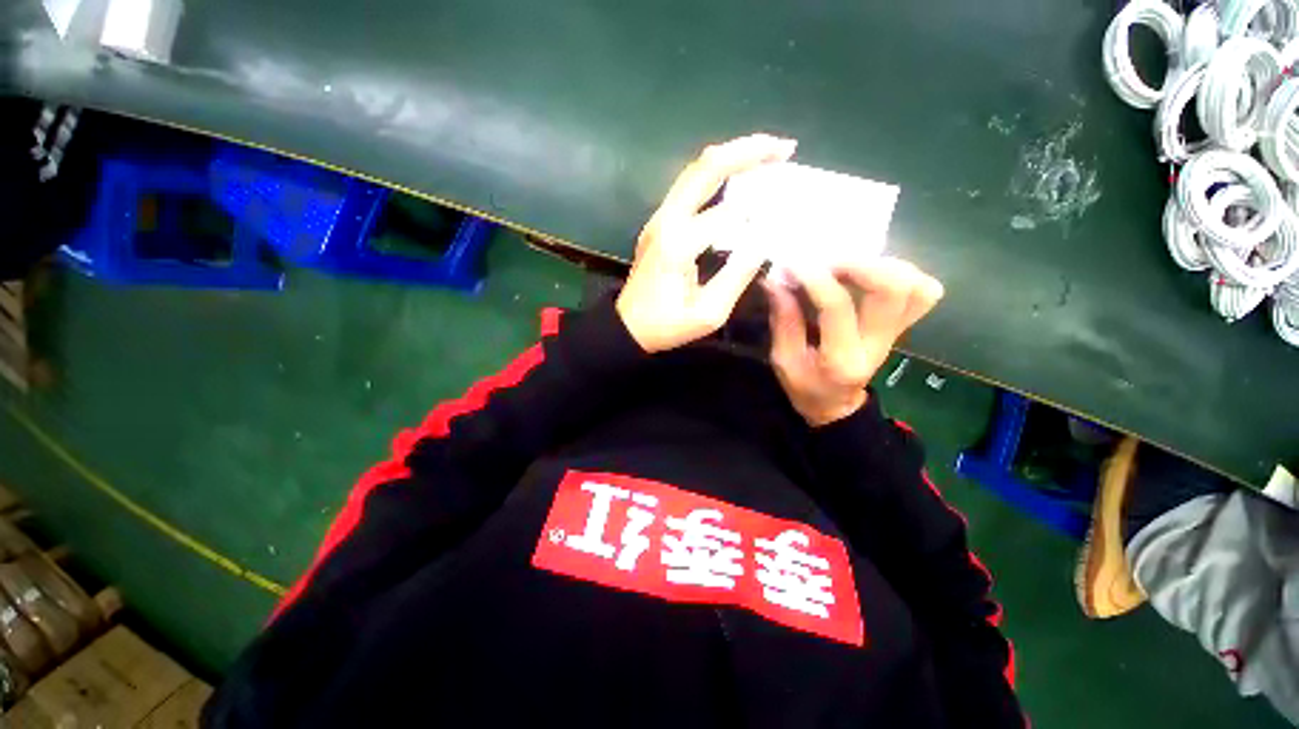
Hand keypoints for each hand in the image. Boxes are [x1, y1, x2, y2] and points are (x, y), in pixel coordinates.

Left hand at [616, 134, 797, 352]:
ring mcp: (659, 217)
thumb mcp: (708, 313)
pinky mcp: (659, 221)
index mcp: (678, 244)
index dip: (759, 214)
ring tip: (769, 154)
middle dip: (748, 150)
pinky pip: (689, 185)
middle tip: (786, 148)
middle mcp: (666, 220)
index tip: (783, 222)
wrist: (627, 326)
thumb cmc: (666, 326)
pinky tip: (739, 176)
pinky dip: (717, 173)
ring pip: (696, 170)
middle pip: (706, 167)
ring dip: (733, 156)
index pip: (728, 214)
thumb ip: (737, 276)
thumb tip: (764, 242)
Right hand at [767, 258, 943, 425]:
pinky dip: (902, 274)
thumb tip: (775, 281)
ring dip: (883, 266)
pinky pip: (923, 292)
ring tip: (848, 266)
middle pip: (893, 289)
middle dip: (857, 264)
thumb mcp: (783, 360)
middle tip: (826, 262)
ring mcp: (897, 335)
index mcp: (841, 359)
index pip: (837, 308)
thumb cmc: (805, 386)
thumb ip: (783, 320)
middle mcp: (878, 345)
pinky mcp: (903, 326)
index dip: (815, 279)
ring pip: (917, 287)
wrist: (836, 404)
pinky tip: (871, 274)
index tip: (793, 265)